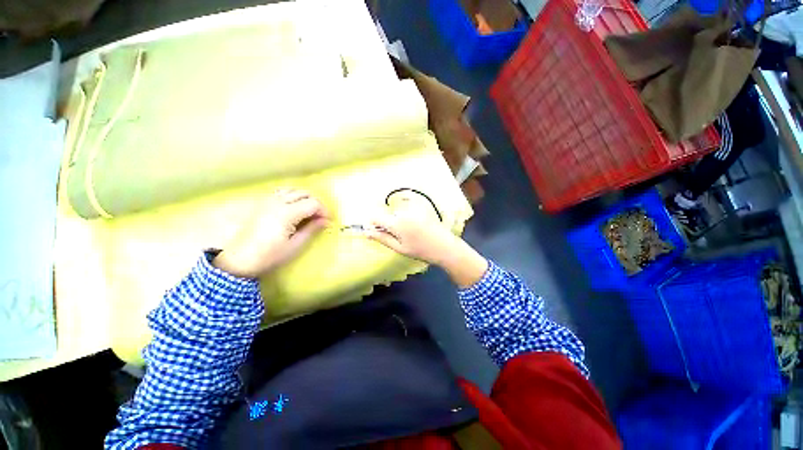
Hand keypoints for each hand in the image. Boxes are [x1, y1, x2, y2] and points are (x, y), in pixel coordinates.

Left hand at [213, 188, 328, 278]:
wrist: (239, 260)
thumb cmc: (269, 255)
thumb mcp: (295, 245)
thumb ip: (312, 229)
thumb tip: (326, 221)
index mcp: (287, 213)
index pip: (313, 203)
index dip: (324, 211)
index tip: (328, 222)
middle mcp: (277, 202)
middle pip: (304, 193)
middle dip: (316, 203)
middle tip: (320, 218)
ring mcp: (267, 201)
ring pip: (292, 190)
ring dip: (304, 198)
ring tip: (308, 212)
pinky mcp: (261, 204)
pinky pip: (280, 192)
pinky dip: (291, 196)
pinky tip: (293, 208)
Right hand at [365, 197, 487, 288]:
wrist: (444, 246)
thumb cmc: (421, 250)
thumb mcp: (399, 248)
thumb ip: (382, 238)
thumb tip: (366, 232)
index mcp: (396, 223)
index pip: (376, 217)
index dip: (373, 223)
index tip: (376, 231)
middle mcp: (403, 211)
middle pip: (387, 214)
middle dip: (387, 223)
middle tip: (399, 235)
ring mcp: (413, 207)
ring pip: (397, 210)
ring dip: (398, 218)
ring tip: (410, 231)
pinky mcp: (421, 205)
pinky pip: (407, 204)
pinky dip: (406, 211)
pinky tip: (414, 222)